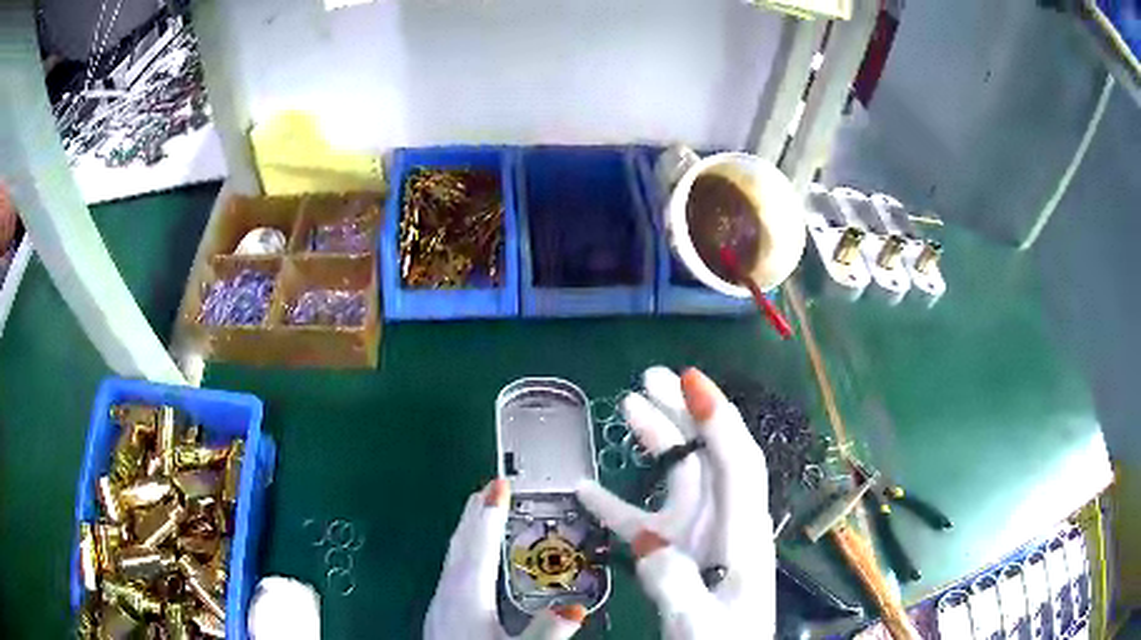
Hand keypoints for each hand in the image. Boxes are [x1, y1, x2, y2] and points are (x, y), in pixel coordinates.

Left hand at [424, 479, 585, 639]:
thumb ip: (547, 633)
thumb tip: (576, 607)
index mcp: (467, 596)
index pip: (480, 546)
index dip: (490, 515)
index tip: (498, 484)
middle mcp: (449, 592)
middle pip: (461, 545)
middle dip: (474, 515)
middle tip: (488, 488)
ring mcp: (441, 603)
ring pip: (454, 556)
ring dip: (468, 532)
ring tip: (480, 514)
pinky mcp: (441, 613)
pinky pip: (453, 569)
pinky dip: (464, 552)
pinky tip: (471, 563)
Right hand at [576, 367, 775, 638]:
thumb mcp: (701, 623)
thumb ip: (676, 584)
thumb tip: (647, 543)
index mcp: (741, 534)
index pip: (737, 463)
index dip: (717, 419)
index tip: (690, 380)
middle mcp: (724, 521)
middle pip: (709, 454)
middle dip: (684, 412)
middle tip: (651, 377)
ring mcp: (699, 534)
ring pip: (680, 475)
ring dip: (657, 440)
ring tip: (628, 405)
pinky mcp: (676, 550)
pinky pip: (645, 517)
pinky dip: (616, 503)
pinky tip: (585, 490)